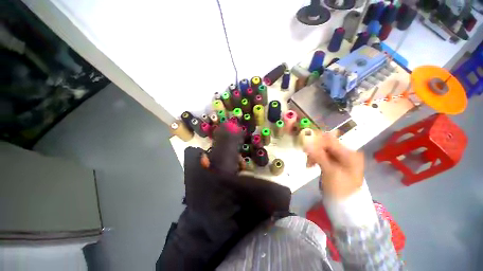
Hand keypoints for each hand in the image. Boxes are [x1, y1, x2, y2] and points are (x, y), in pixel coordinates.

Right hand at [304, 131, 364, 198]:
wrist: (344, 203)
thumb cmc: (340, 187)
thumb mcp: (330, 171)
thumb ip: (319, 155)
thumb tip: (307, 143)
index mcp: (349, 154)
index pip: (330, 141)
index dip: (317, 141)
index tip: (305, 144)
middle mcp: (345, 153)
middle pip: (326, 145)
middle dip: (314, 150)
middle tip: (306, 157)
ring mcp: (339, 159)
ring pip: (322, 151)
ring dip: (313, 155)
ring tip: (308, 164)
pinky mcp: (333, 164)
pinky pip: (322, 157)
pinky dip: (315, 159)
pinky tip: (311, 165)